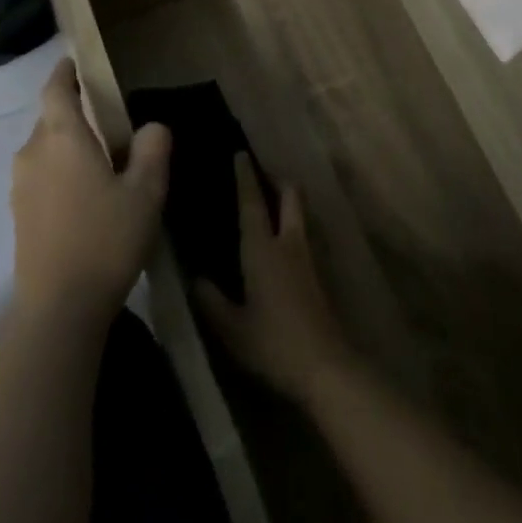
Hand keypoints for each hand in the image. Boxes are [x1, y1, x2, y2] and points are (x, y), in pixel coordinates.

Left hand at [9, 58, 169, 332]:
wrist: (58, 309)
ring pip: (45, 149)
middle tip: (109, 122)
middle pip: (51, 119)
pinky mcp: (19, 214)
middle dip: (74, 114)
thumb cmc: (105, 239)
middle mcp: (33, 152)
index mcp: (62, 137)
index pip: (56, 89)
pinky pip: (41, 176)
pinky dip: (60, 172)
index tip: (75, 62)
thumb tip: (152, 126)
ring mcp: (21, 186)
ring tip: (101, 162)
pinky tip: (85, 197)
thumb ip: (153, 150)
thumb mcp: (145, 193)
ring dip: (68, 147)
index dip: (65, 72)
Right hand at [194, 154, 353, 403]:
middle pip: (289, 197)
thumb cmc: (273, 343)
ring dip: (287, 201)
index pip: (252, 203)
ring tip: (270, 200)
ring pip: (299, 215)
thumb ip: (211, 301)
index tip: (240, 153)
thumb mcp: (232, 328)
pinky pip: (302, 237)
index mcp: (262, 249)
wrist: (326, 368)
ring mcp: (307, 259)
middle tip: (261, 172)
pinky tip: (279, 241)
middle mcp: (287, 245)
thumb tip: (195, 277)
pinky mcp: (317, 277)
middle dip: (277, 180)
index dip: (245, 177)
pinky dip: (291, 226)